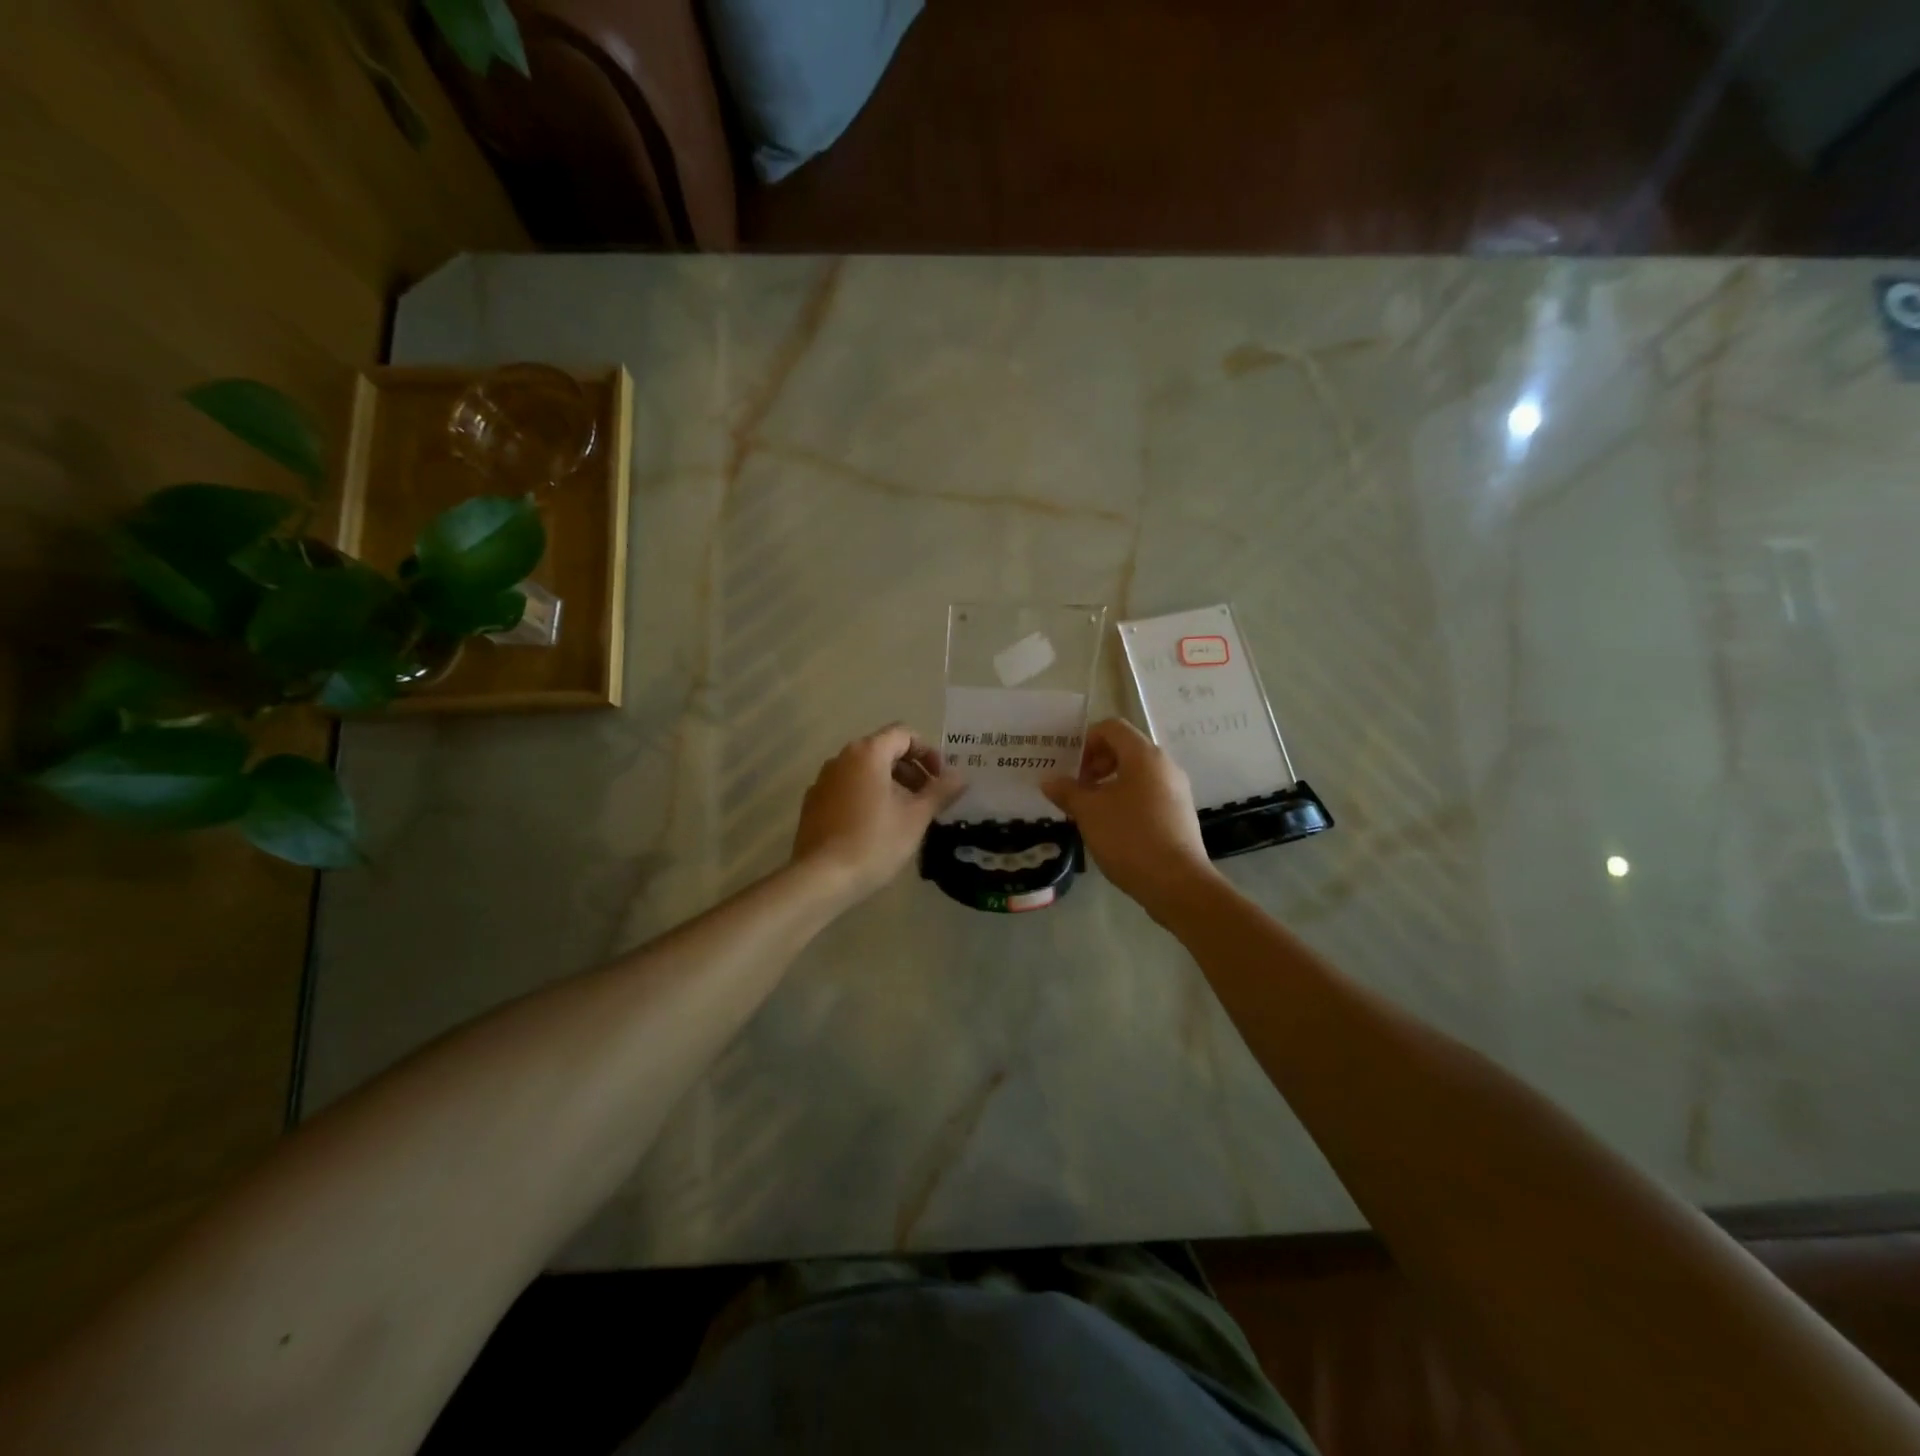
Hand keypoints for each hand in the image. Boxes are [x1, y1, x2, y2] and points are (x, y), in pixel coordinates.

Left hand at [792, 724, 964, 904]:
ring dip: (890, 784)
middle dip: (911, 770)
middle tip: (929, 798)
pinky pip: (847, 788)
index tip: (941, 779)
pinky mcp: (813, 803)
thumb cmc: (875, 842)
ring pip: (865, 771)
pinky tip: (877, 826)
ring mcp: (823, 780)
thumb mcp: (916, 817)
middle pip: (883, 750)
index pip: (904, 734)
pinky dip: (867, 796)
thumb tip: (961, 776)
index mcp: (867, 753)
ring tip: (906, 814)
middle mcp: (841, 758)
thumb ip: (940, 791)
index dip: (928, 752)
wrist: (821, 878)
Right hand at [1043, 718, 1219, 918]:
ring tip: (1090, 809)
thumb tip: (1049, 781)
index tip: (1070, 767)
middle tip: (1077, 788)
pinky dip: (1126, 799)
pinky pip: (1148, 793)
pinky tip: (1112, 826)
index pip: (1112, 727)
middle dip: (1096, 763)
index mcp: (1144, 755)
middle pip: (1125, 748)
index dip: (1086, 740)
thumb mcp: (1089, 812)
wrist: (1177, 882)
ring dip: (1109, 783)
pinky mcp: (1179, 813)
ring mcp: (1176, 790)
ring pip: (1137, 773)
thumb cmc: (1129, 837)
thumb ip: (1067, 791)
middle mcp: (1164, 765)